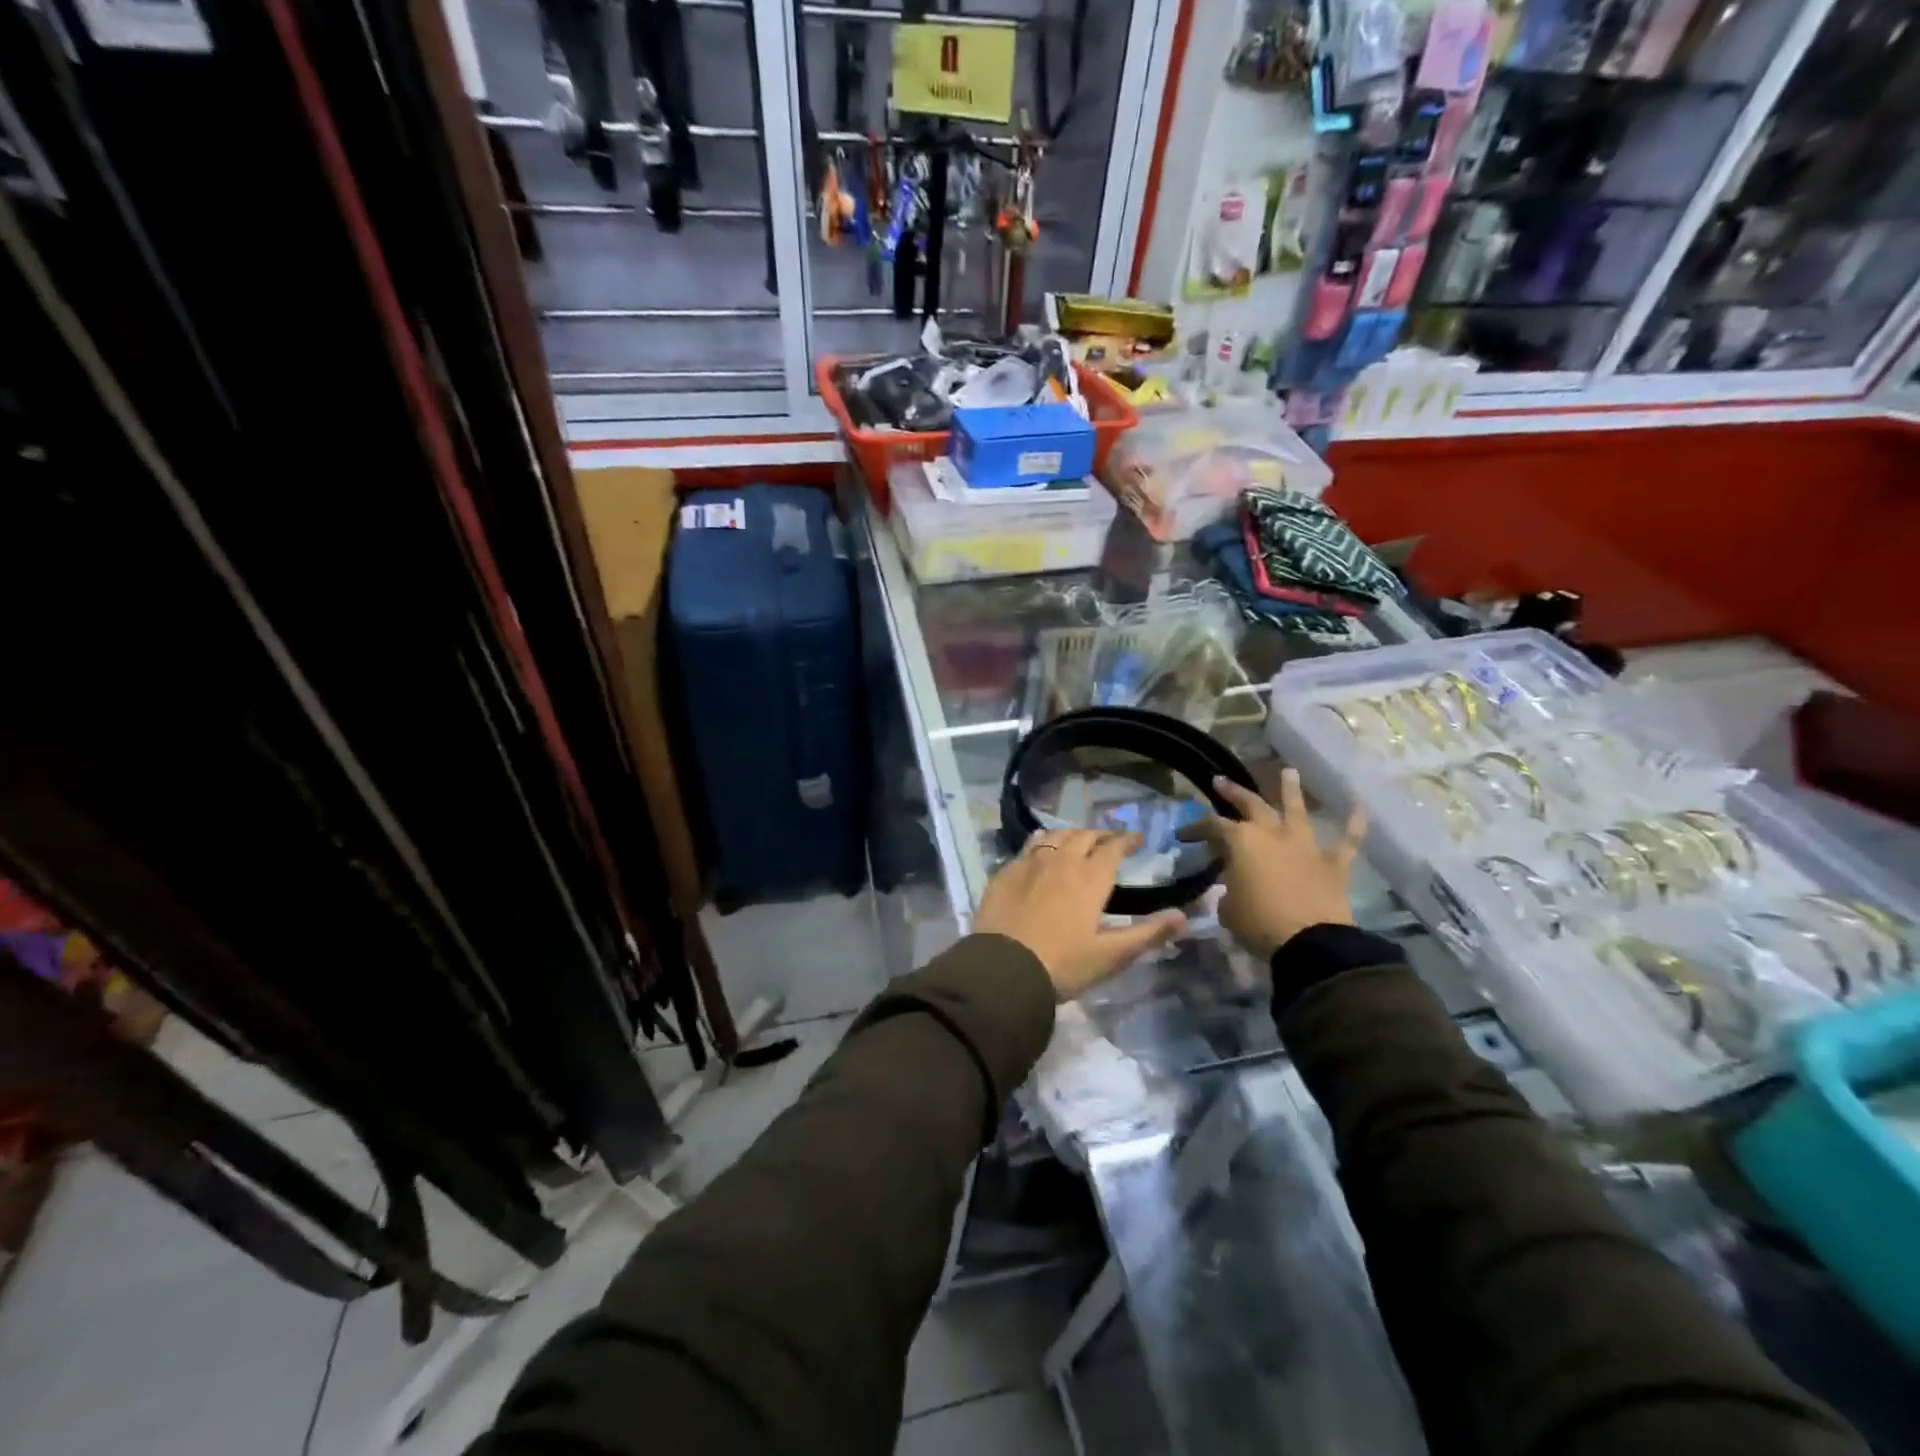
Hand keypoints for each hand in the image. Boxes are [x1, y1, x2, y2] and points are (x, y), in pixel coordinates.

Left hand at [975, 830, 1186, 1000]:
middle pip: (1083, 835)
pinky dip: (1041, 844)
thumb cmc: (1063, 964)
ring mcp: (1029, 863)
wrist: (1003, 970)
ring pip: (1054, 836)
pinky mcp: (1005, 872)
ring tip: (1077, 842)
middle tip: (1109, 840)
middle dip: (1100, 834)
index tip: (1138, 838)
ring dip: (1070, 835)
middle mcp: (1061, 860)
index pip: (1113, 847)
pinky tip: (1041, 854)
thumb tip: (1183, 916)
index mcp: (1090, 877)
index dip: (1127, 840)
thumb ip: (1148, 934)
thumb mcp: (1111, 955)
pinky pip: (1028, 847)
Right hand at [1178, 769, 1366, 960]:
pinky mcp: (1334, 864)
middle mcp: (1273, 834)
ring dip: (1291, 791)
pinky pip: (1347, 840)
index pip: (1213, 826)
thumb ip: (1228, 891)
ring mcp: (1306, 846)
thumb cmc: (1258, 923)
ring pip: (1297, 811)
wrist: (1310, 942)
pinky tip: (1359, 805)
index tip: (1183, 834)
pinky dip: (1355, 823)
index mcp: (1242, 842)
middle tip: (1221, 781)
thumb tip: (1234, 888)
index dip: (1196, 828)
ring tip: (1288, 772)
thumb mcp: (1228, 909)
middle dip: (1235, 792)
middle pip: (1252, 805)